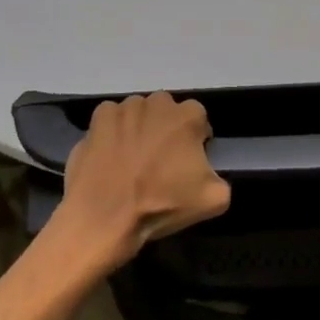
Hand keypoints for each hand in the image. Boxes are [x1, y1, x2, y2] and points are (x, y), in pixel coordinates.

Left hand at [53, 92, 229, 269]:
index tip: (187, 162)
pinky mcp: (99, 117)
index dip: (195, 140)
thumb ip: (221, 178)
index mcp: (188, 116)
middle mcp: (158, 102)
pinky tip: (111, 155)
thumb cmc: (161, 204)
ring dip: (139, 128)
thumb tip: (209, 172)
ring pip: (139, 113)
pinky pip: (111, 118)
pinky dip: (112, 131)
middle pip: (167, 112)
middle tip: (159, 160)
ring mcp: (125, 107)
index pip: (198, 120)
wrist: (106, 216)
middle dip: (166, 130)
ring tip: (132, 159)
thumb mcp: (213, 200)